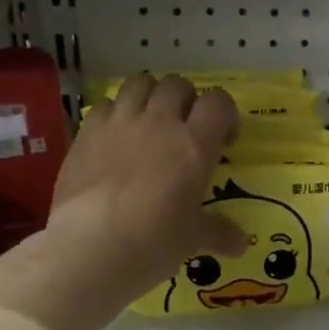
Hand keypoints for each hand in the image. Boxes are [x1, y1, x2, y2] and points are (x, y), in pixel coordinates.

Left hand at [47, 74, 246, 307]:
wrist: (90, 246)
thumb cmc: (153, 240)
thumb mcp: (192, 239)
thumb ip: (218, 232)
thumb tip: (241, 244)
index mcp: (194, 144)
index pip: (218, 102)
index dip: (225, 113)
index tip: (224, 138)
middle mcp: (159, 122)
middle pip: (177, 84)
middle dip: (185, 99)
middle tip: (184, 128)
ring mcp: (120, 122)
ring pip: (139, 83)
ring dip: (148, 96)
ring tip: (148, 121)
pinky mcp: (87, 132)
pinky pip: (104, 104)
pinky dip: (114, 113)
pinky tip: (113, 138)